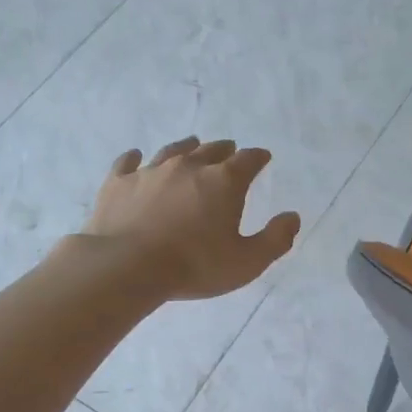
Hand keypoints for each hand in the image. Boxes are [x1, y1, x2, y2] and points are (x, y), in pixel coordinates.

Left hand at [82, 137, 300, 300]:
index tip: (263, 157)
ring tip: (192, 145)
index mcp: (224, 181)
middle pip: (211, 150)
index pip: (248, 160)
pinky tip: (135, 157)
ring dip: (187, 148)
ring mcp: (151, 171)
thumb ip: (275, 239)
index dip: (258, 157)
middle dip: (225, 150)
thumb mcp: (247, 262)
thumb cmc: (195, 265)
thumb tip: (293, 217)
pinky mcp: (119, 183)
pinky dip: (135, 159)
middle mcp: (189, 166)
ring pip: (173, 151)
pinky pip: (128, 163)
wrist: (126, 266)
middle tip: (230, 151)